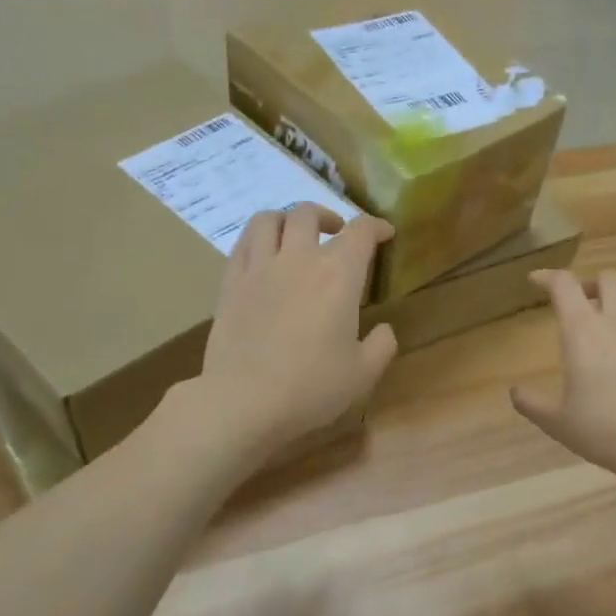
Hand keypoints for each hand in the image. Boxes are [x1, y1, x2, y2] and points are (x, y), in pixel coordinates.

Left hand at [193, 205, 397, 455]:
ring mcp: (259, 268)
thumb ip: (381, 346)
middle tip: (337, 234)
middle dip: (328, 216)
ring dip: (287, 219)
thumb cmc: (312, 388)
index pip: (361, 232)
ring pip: (269, 220)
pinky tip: (264, 256)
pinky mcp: (230, 284)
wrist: (245, 401)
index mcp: (338, 275)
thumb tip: (384, 330)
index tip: (385, 234)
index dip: (376, 227)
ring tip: (295, 235)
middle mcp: (298, 259)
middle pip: (309, 214)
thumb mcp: (363, 374)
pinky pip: (242, 244)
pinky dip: (258, 239)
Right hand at [510, 268, 615, 491]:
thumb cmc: (604, 431)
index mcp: (584, 331)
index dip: (547, 277)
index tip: (536, 281)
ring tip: (610, 323)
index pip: (564, 285)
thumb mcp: (556, 422)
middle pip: (608, 279)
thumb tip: (515, 391)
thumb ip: (531, 403)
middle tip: (579, 303)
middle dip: (590, 284)